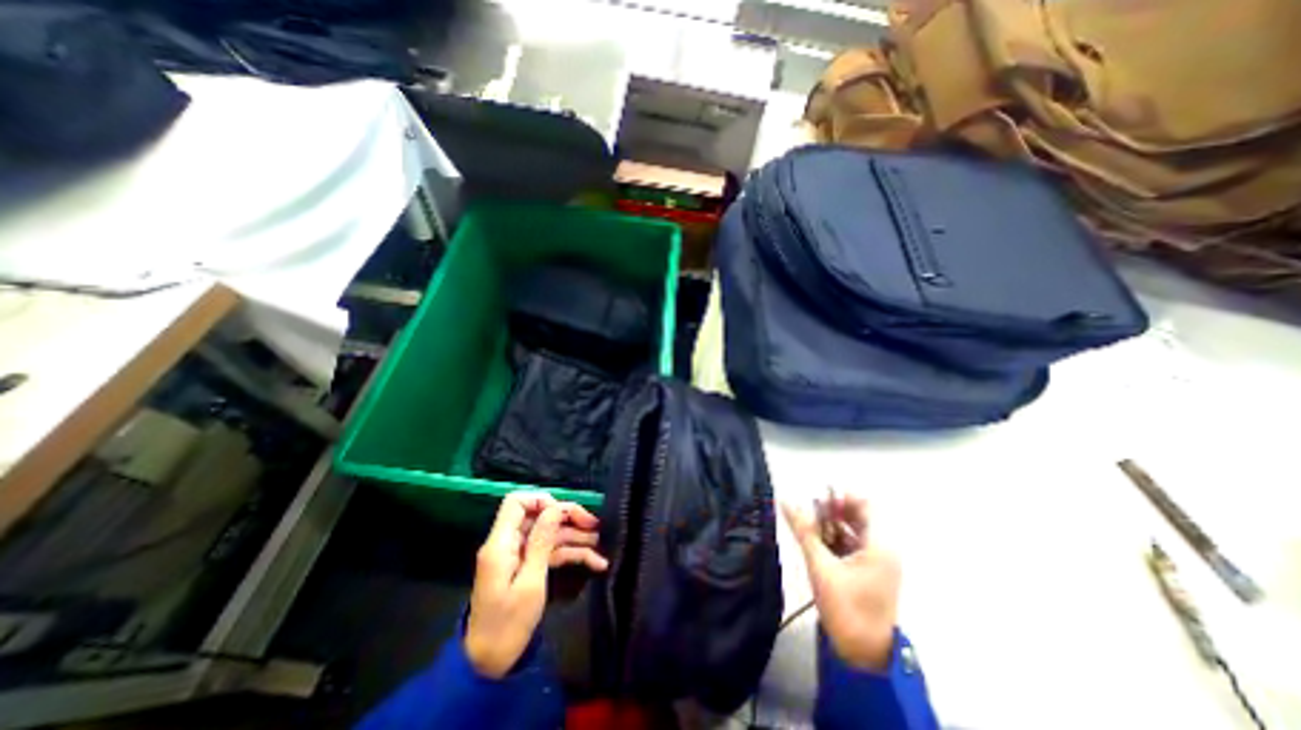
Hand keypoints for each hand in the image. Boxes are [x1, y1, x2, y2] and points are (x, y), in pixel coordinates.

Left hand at [467, 491, 608, 678]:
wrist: (489, 665)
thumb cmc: (508, 624)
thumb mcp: (530, 582)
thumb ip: (542, 542)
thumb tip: (555, 508)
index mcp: (502, 543)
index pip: (516, 503)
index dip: (541, 500)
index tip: (564, 512)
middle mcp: (509, 543)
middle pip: (540, 516)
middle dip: (568, 518)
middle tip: (594, 525)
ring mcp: (519, 555)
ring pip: (549, 534)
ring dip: (575, 536)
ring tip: (601, 541)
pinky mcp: (527, 567)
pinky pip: (551, 552)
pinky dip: (571, 554)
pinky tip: (595, 561)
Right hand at [781, 490, 907, 673]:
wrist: (863, 655)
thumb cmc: (846, 608)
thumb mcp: (820, 566)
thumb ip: (804, 531)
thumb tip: (786, 501)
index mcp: (880, 545)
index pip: (866, 504)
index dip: (842, 497)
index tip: (818, 501)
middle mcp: (883, 548)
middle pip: (859, 515)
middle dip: (833, 511)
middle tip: (809, 514)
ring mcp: (877, 561)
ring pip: (854, 529)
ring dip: (831, 525)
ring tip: (809, 527)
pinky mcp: (869, 571)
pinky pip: (853, 544)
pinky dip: (835, 539)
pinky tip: (816, 542)